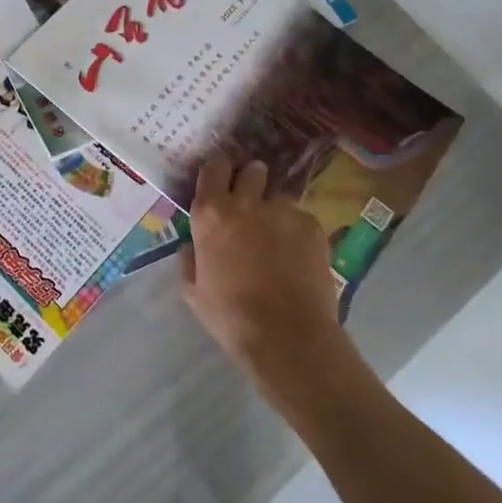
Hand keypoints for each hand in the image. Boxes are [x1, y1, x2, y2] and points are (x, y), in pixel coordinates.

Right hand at [180, 154, 354, 396]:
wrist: (287, 336)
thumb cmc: (231, 316)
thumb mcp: (193, 290)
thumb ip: (190, 258)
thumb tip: (192, 244)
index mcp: (210, 214)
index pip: (214, 166)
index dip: (219, 170)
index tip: (222, 181)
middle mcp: (245, 202)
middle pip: (251, 170)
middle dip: (252, 180)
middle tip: (253, 204)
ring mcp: (282, 211)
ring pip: (279, 197)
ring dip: (276, 211)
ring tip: (280, 239)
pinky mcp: (312, 225)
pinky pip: (302, 219)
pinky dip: (299, 233)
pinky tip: (300, 258)